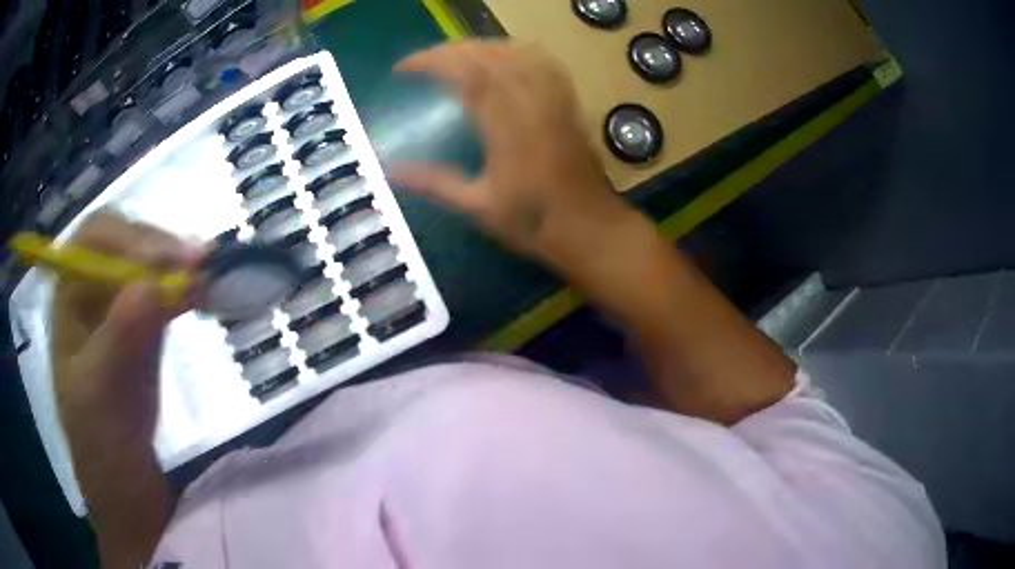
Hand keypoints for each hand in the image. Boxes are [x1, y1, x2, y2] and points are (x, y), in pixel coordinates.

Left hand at [52, 212, 202, 566]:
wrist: (121, 468)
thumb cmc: (98, 434)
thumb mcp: (100, 392)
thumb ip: (119, 339)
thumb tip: (152, 287)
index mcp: (69, 293)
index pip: (94, 240)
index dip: (127, 240)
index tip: (163, 264)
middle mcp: (92, 284)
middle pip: (126, 240)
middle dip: (159, 246)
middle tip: (199, 264)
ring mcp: (120, 298)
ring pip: (149, 259)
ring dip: (179, 262)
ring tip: (209, 276)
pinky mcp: (145, 316)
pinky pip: (166, 286)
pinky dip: (186, 284)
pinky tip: (204, 291)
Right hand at [389, 41, 639, 273]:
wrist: (591, 228)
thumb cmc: (534, 221)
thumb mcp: (477, 206)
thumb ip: (433, 182)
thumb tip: (388, 170)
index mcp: (506, 125)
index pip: (464, 73)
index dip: (431, 62)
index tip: (402, 68)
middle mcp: (531, 101)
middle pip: (488, 54)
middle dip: (449, 50)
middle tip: (421, 63)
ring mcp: (554, 98)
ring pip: (516, 52)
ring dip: (479, 46)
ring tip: (454, 57)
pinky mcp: (568, 101)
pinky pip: (542, 61)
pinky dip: (515, 51)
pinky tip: (501, 58)